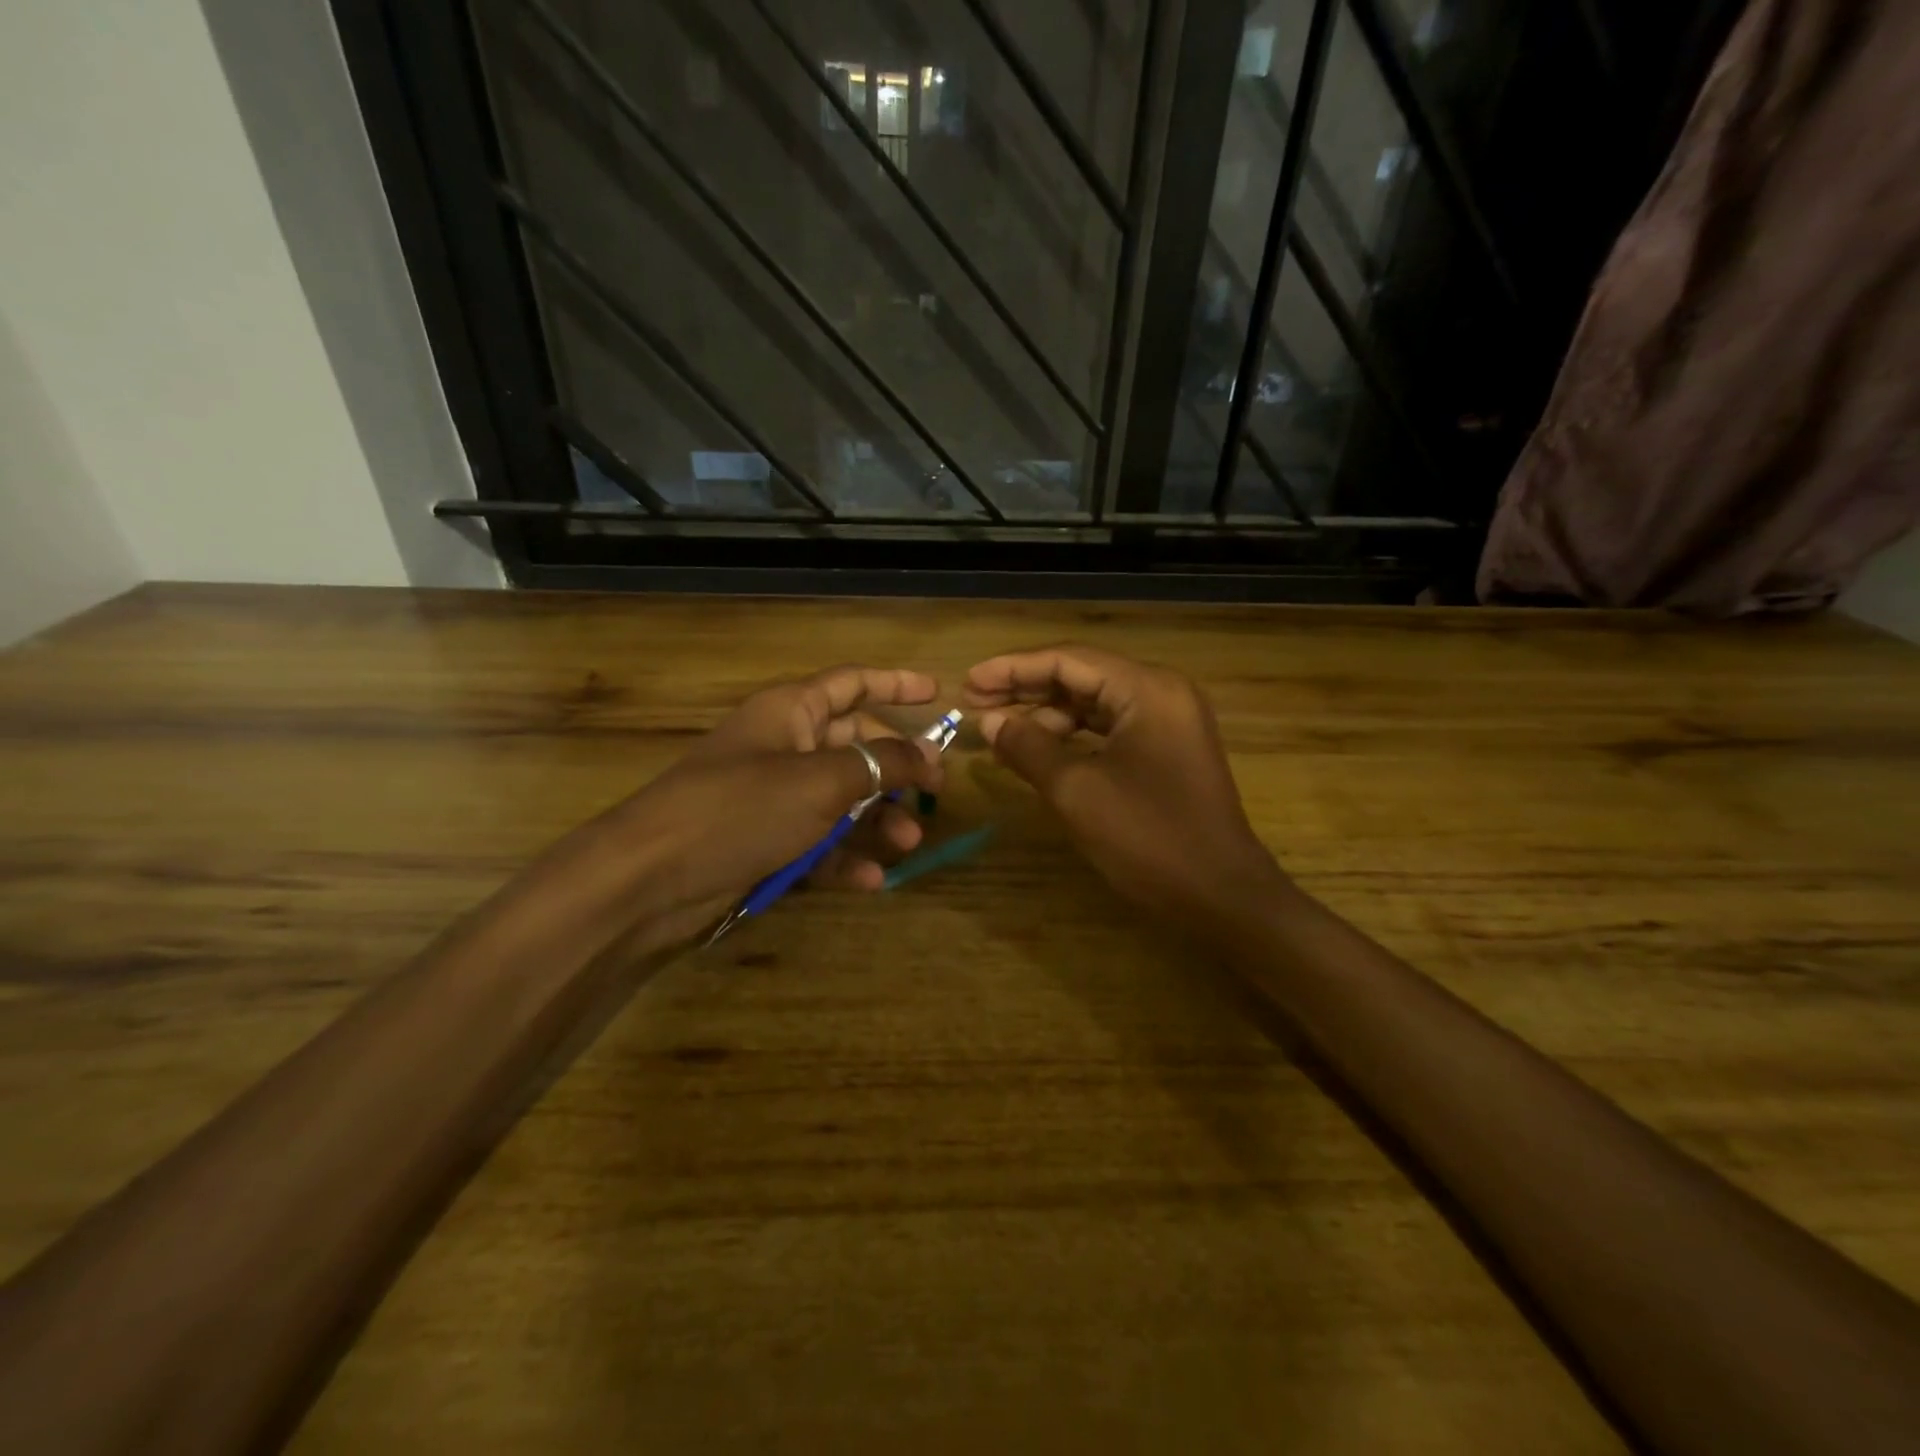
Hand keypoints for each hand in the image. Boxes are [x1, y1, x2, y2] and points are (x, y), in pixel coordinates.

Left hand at [599, 667, 946, 945]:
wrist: (651, 876)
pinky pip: (817, 841)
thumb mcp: (821, 781)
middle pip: (854, 746)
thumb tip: (929, 752)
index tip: (938, 694)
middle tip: (935, 792)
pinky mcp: (764, 840)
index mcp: (791, 712)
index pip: (853, 683)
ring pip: (840, 799)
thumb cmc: (741, 808)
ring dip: (877, 820)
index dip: (896, 684)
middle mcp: (784, 747)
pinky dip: (844, 857)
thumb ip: (881, 764)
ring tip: (909, 843)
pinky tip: (870, 880)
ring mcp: (772, 796)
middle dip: (895, 769)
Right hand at [963, 645, 1279, 924]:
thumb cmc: (1149, 838)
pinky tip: (1037, 749)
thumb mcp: (1077, 791)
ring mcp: (1168, 722)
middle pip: (1081, 676)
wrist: (1222, 896)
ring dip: (1045, 714)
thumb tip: (990, 721)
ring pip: (1094, 703)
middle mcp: (1161, 693)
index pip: (1068, 660)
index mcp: (1147, 689)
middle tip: (973, 702)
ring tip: (998, 730)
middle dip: (1025, 688)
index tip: (968, 682)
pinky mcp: (1166, 750)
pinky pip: (1108, 729)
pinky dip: (1071, 736)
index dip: (1013, 668)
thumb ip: (1029, 747)